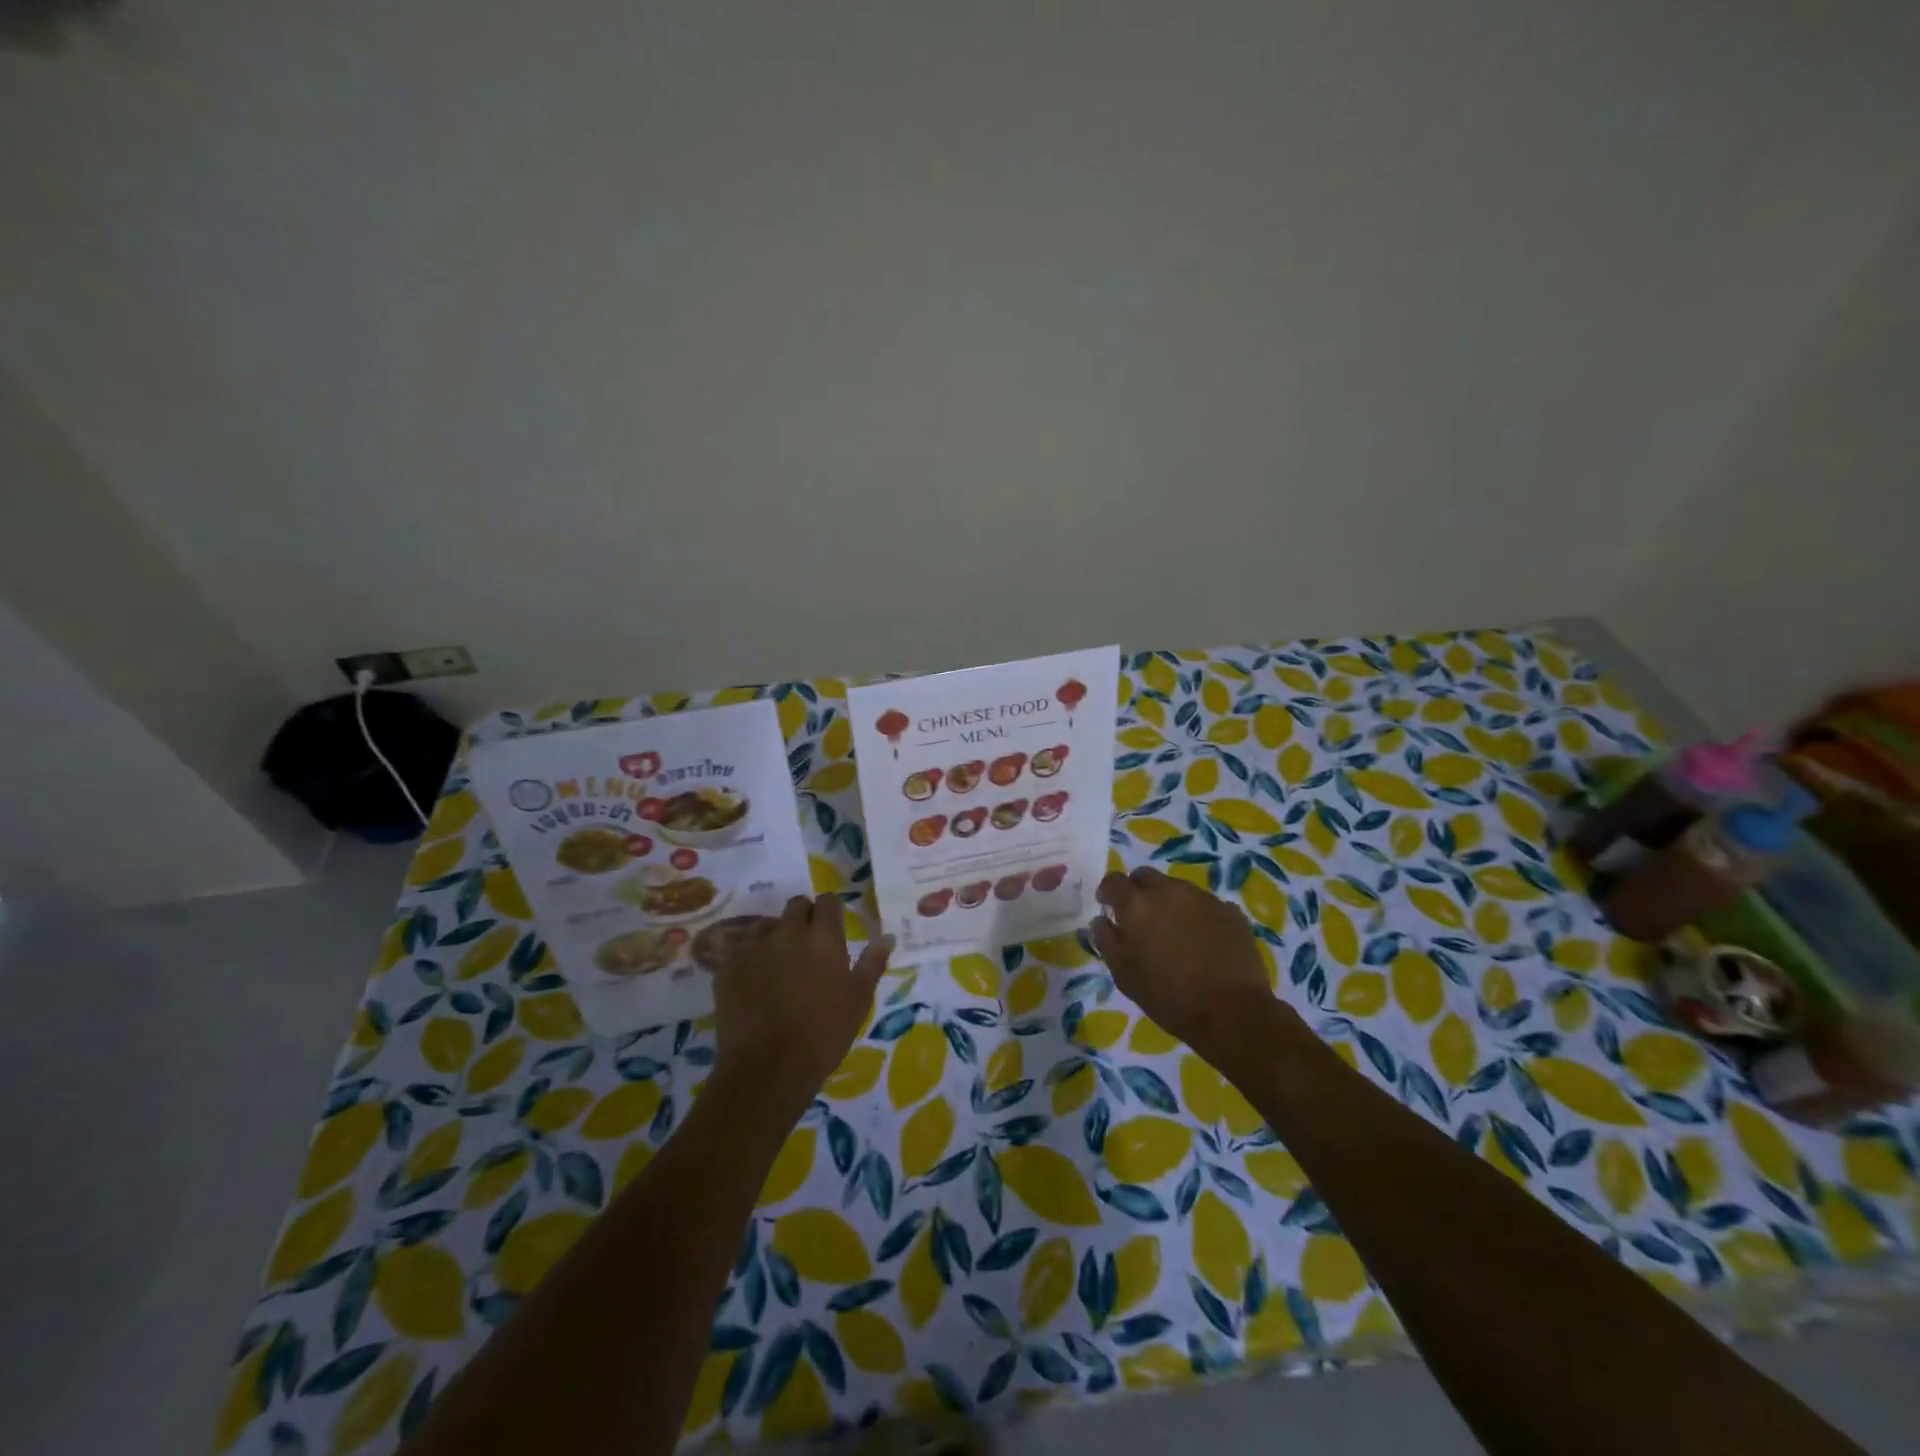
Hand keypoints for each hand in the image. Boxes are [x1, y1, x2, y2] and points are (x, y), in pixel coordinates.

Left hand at [711, 894, 892, 1113]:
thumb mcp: (858, 1001)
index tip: (833, 926)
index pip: (828, 901)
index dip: (831, 910)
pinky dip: (748, 958)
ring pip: (766, 925)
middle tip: (808, 945)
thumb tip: (886, 936)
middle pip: (796, 905)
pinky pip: (739, 949)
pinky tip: (752, 981)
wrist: (767, 1068)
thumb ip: (872, 963)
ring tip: (777, 963)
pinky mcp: (727, 966)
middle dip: (803, 917)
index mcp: (823, 938)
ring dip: (774, 936)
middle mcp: (788, 932)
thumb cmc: (823, 1035)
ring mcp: (754, 947)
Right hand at [1089, 866, 1281, 1062]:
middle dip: (1138, 891)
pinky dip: (1198, 915)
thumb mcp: (1124, 975)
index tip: (1108, 906)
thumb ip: (1107, 941)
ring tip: (1175, 932)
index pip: (1114, 880)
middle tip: (1141, 918)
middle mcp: (1169, 891)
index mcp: (1137, 905)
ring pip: (1177, 889)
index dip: (1108, 892)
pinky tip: (1204, 941)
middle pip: (1146, 876)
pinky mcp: (1230, 910)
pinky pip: (1205, 904)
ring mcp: (1203, 898)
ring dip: (1169, 903)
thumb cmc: (1168, 997)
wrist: (1231, 1012)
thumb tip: (1101, 920)